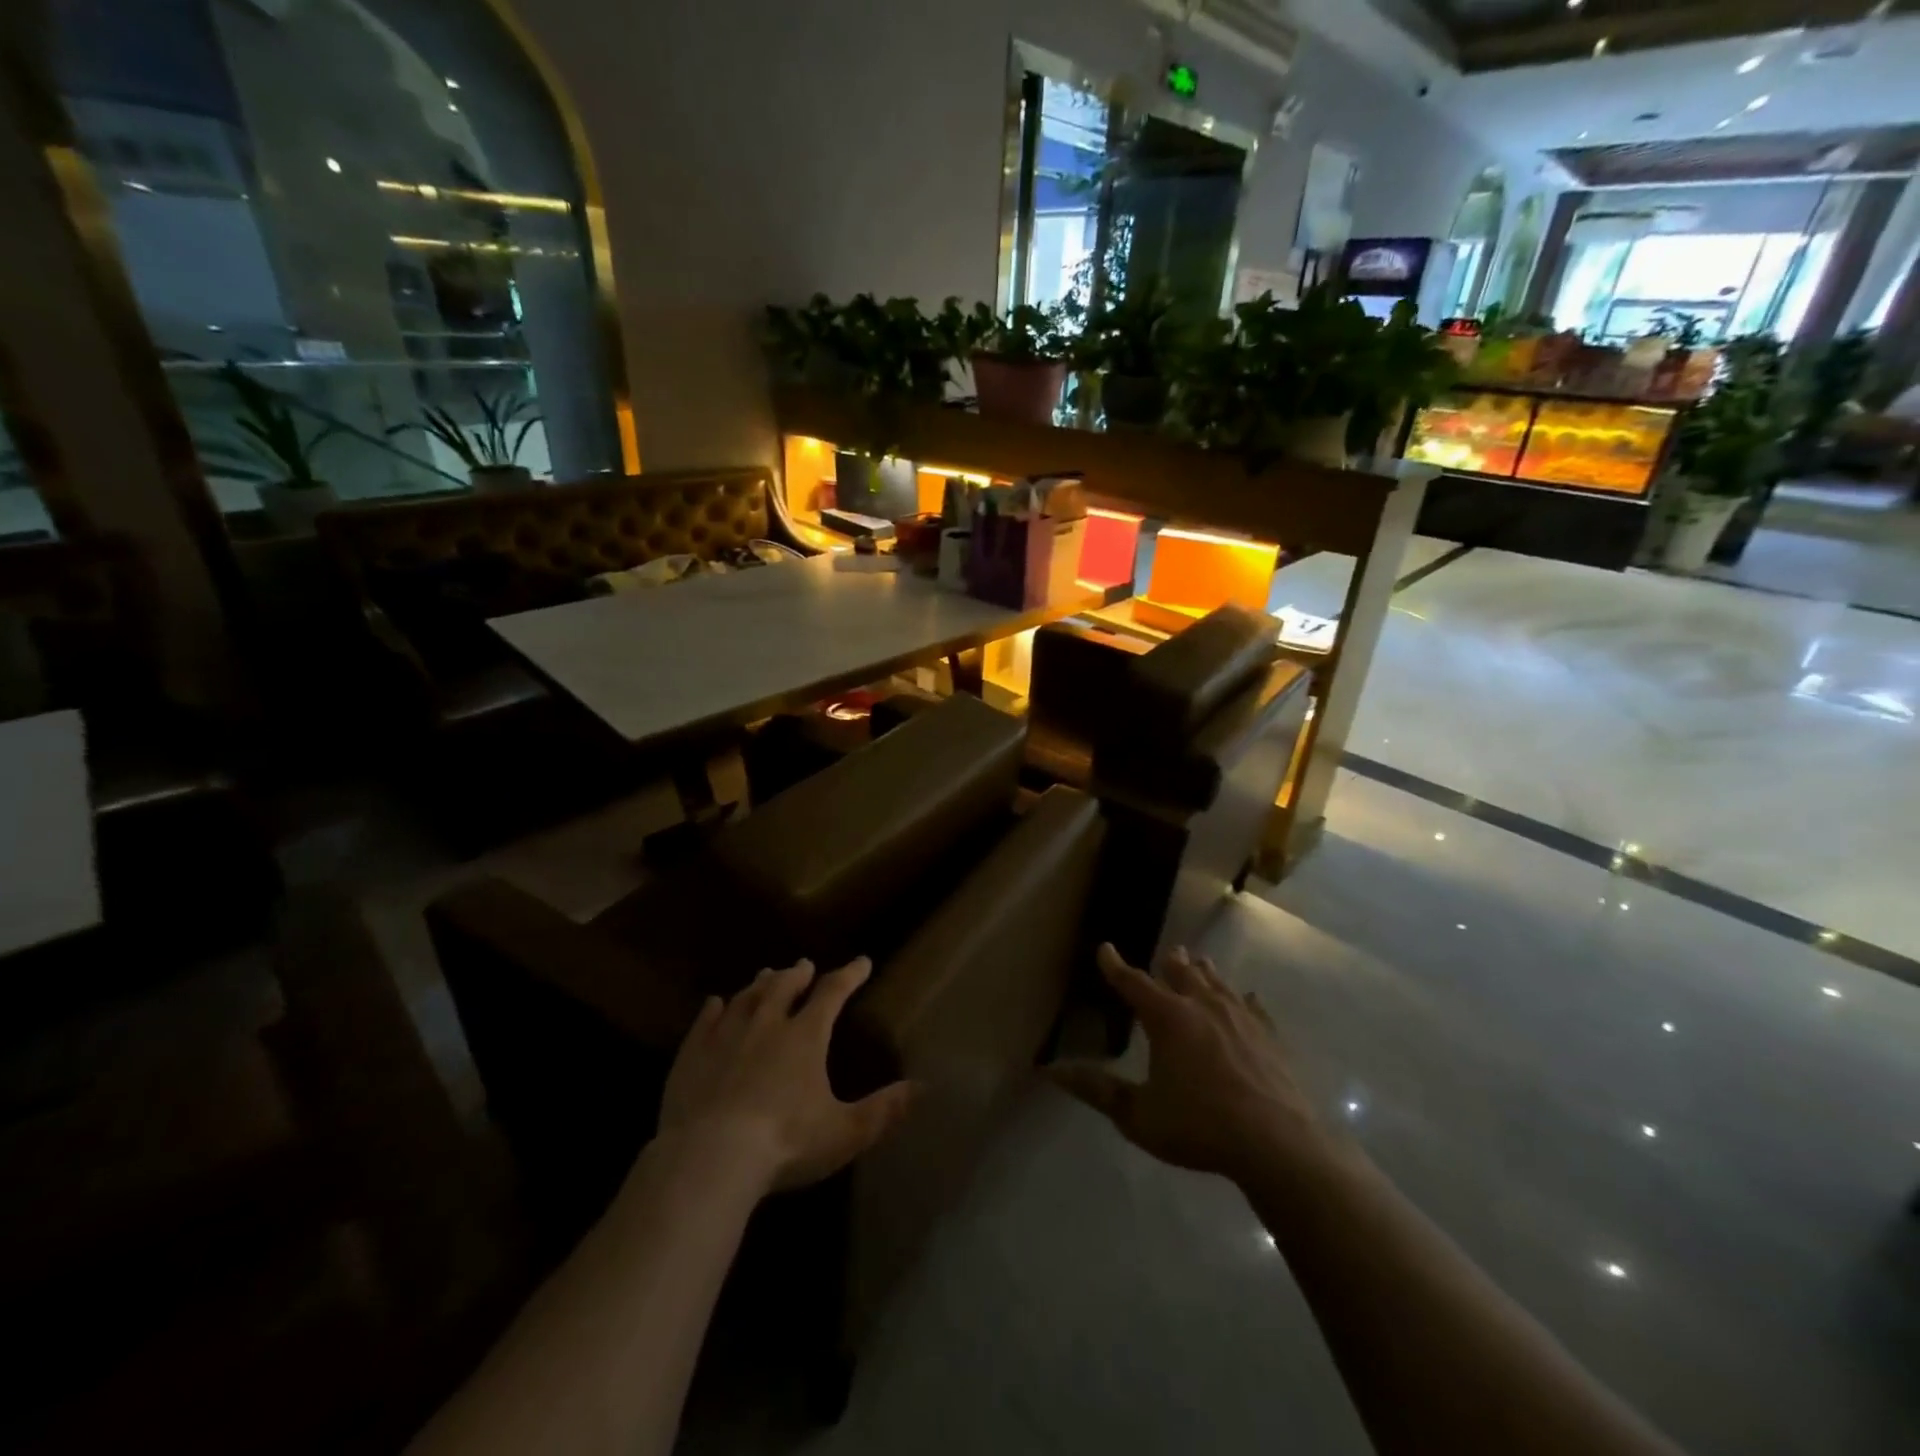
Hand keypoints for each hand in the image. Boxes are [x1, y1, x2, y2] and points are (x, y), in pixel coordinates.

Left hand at [658, 957, 913, 1195]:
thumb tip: (923, 1087)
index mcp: (805, 1036)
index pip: (833, 993)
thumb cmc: (785, 1143)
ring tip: (766, 975)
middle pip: (784, 987)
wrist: (710, 1157)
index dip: (850, 975)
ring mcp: (726, 1035)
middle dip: (798, 974)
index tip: (862, 962)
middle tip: (804, 965)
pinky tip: (715, 1003)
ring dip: (760, 984)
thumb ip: (884, 1109)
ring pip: (747, 998)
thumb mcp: (845, 1132)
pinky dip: (714, 1008)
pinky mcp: (693, 1053)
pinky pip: (706, 1020)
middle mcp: (767, 1024)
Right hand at [1052, 944, 1324, 1184]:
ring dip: (1204, 972)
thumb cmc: (1199, 1126)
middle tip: (1168, 953)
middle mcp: (1202, 1006)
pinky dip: (1245, 1000)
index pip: (1134, 983)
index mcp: (1167, 1018)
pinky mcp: (1269, 1037)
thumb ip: (1097, 1090)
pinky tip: (1249, 998)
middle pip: (1182, 973)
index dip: (1116, 966)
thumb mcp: (1138, 1115)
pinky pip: (1254, 1008)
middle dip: (1170, 963)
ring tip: (1200, 961)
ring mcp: (1241, 1018)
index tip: (1105, 948)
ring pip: (1218, 983)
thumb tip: (1052, 1070)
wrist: (1276, 1144)